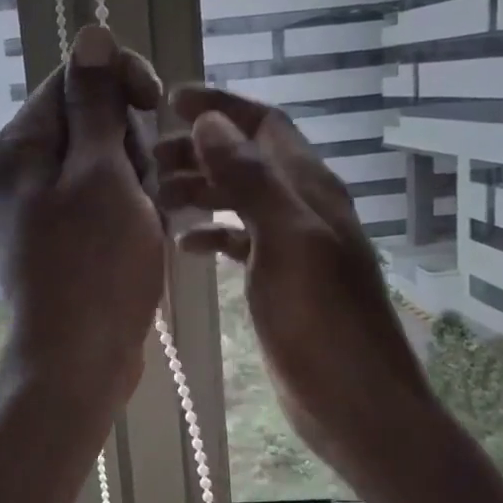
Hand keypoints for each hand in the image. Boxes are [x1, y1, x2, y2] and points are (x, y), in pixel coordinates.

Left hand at [0, 25, 164, 410]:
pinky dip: (132, 212)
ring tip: (142, 224)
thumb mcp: (102, 173)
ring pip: (108, 163)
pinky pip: (107, 200)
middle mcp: (23, 169)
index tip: (155, 104)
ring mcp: (44, 206)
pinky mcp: (66, 236)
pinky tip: (141, 239)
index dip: (121, 80)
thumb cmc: (94, 265)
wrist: (78, 359)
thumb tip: (90, 33)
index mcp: (20, 145)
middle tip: (137, 190)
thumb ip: (96, 104)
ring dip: (137, 184)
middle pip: (92, 121)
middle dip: (130, 146)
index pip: (73, 77)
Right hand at [154, 86, 430, 481]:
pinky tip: (183, 244)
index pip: (265, 124)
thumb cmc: (321, 321)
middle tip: (147, 158)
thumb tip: (213, 123)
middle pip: (247, 158)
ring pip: (240, 198)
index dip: (222, 106)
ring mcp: (292, 245)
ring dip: (201, 189)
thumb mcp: (286, 240)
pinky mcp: (280, 280)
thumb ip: (251, 180)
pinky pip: (242, 240)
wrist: (355, 401)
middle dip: (199, 149)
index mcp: (309, 187)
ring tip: (154, 197)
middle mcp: (302, 206)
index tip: (170, 101)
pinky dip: (212, 233)